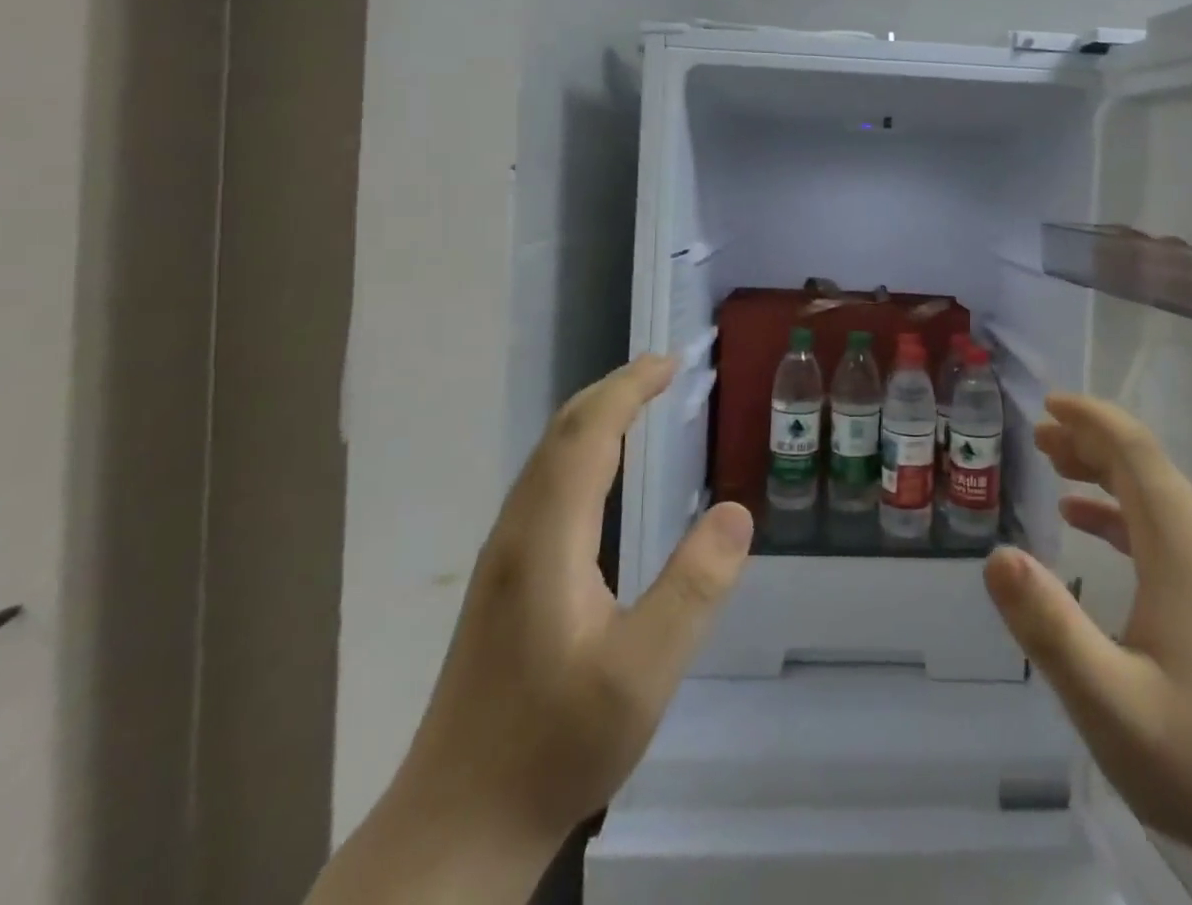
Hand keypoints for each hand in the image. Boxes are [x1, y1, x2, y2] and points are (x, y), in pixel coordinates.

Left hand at [308, 355, 754, 903]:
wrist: (455, 829)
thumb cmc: (553, 747)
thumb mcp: (643, 674)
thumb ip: (693, 590)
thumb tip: (736, 511)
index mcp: (548, 540)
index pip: (588, 435)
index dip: (628, 388)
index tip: (671, 362)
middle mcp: (518, 534)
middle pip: (561, 435)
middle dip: (612, 390)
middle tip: (663, 369)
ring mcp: (504, 558)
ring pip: (546, 459)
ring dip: (593, 417)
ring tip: (638, 403)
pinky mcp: (503, 582)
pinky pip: (544, 485)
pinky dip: (580, 452)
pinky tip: (601, 474)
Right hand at [983, 394, 1191, 904]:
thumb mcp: (1108, 700)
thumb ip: (1050, 625)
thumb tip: (997, 555)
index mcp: (1182, 550)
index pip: (1136, 453)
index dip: (1092, 419)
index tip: (1047, 405)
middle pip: (1145, 465)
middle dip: (1090, 439)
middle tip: (1037, 437)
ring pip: (1154, 493)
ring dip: (1103, 469)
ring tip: (1053, 464)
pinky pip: (1160, 527)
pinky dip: (1117, 510)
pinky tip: (1082, 523)